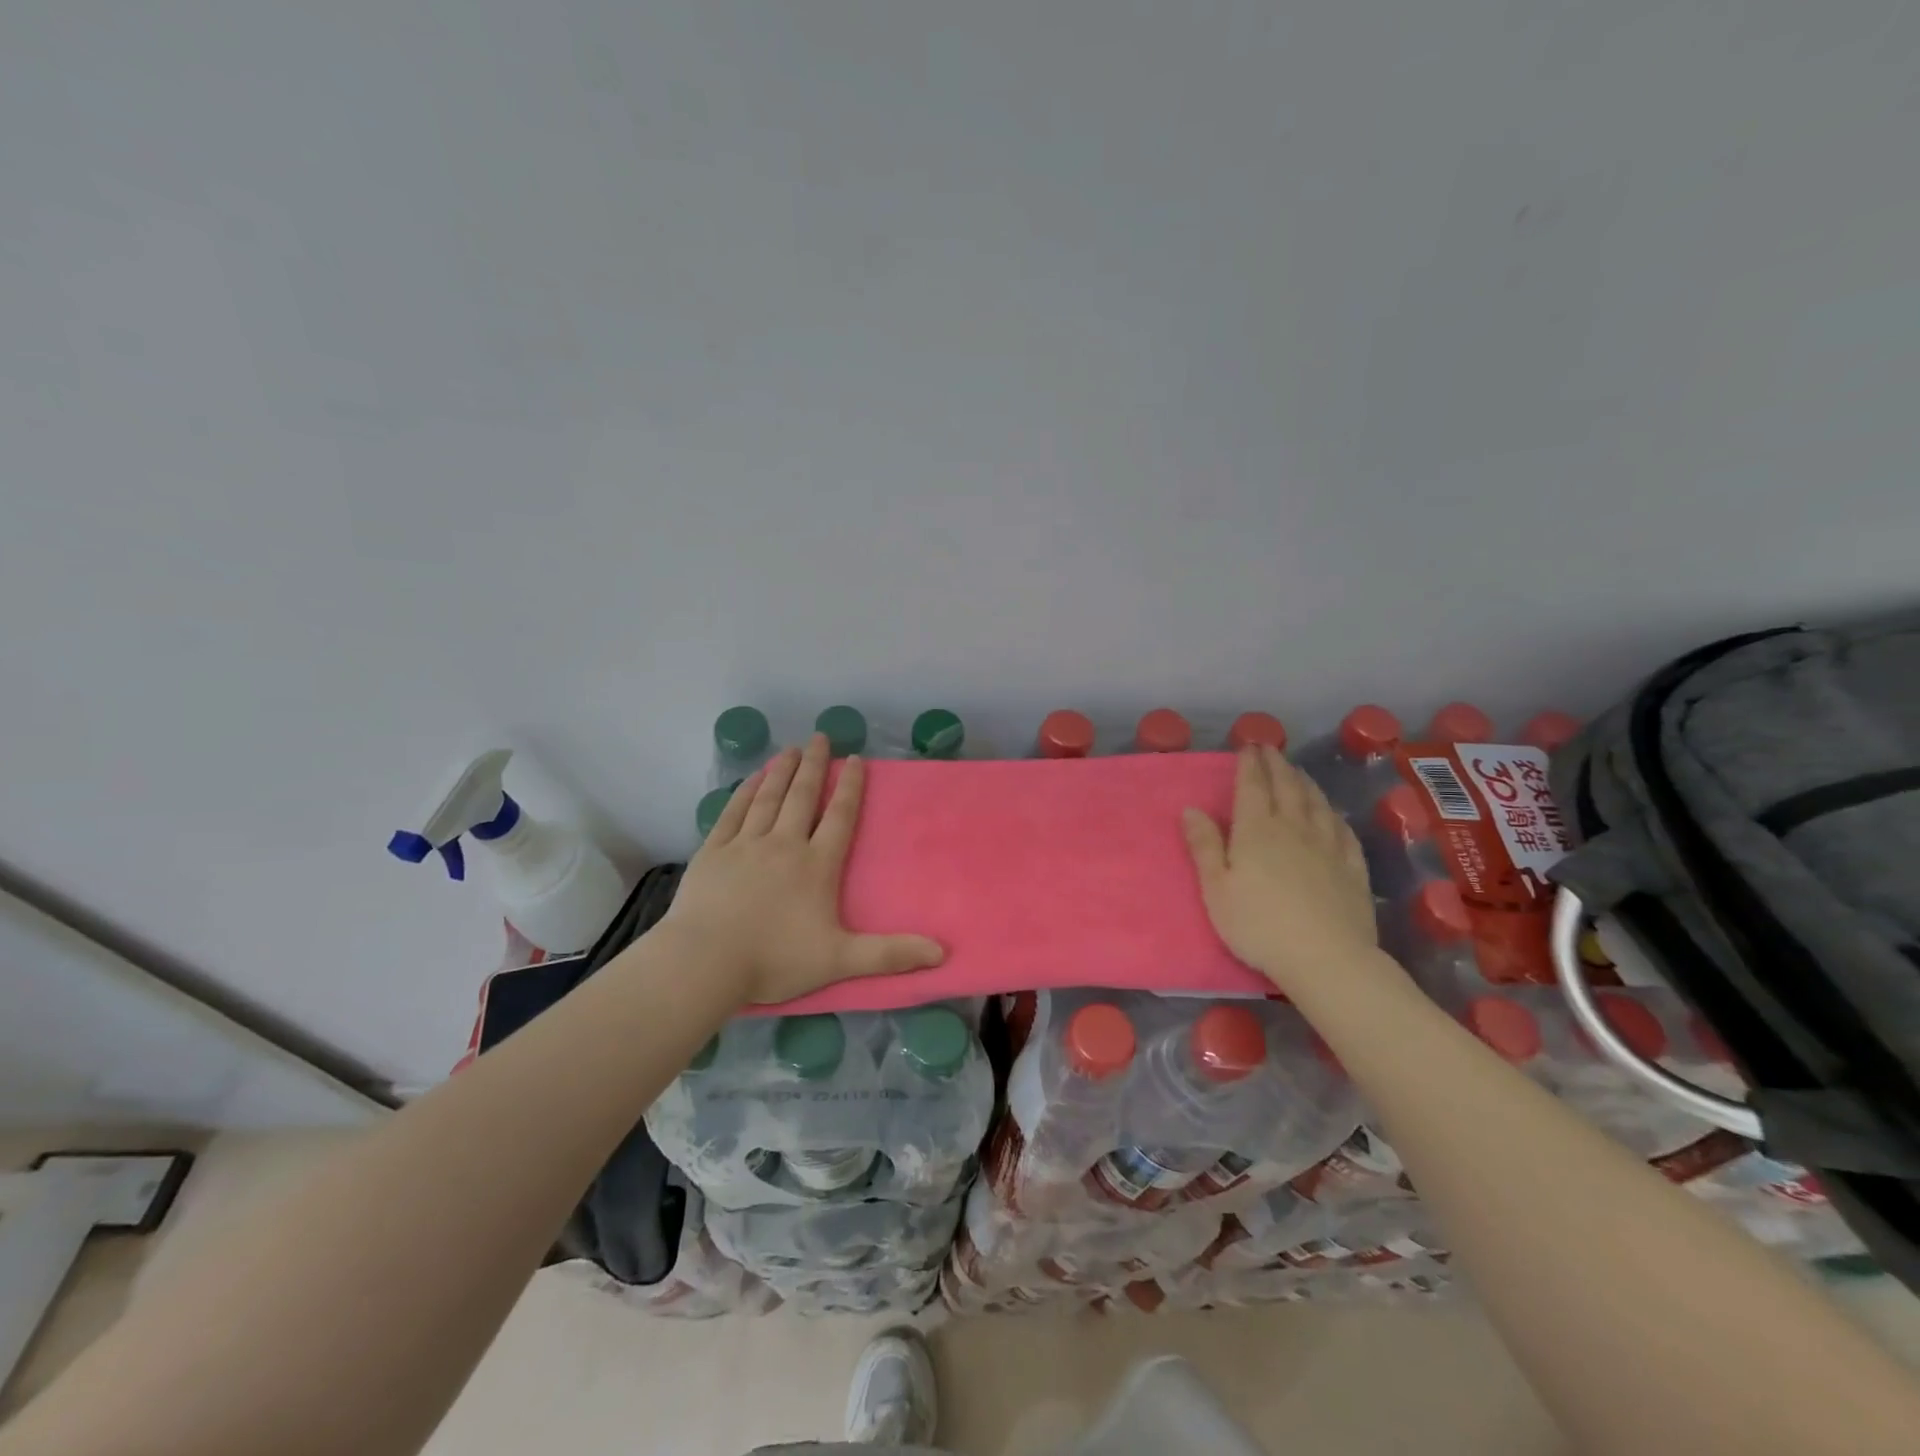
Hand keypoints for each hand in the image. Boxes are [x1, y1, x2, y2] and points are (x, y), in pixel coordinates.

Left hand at [663, 733, 944, 1005]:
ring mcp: (745, 845)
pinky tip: (751, 779)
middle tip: (820, 738)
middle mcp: (784, 845)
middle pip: (803, 797)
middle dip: (814, 765)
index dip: (851, 787)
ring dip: (781, 771)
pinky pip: (732, 813)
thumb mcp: (840, 960)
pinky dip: (744, 792)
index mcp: (816, 865)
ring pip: (768, 798)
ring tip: (790, 749)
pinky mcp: (713, 852)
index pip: (840, 817)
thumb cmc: (775, 960)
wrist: (706, 963)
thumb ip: (890, 954)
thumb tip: (942, 952)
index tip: (856, 759)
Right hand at [1182, 745, 1389, 998]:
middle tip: (1271, 750)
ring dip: (1305, 782)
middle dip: (1277, 765)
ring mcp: (1328, 847)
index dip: (1250, 764)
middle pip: (1287, 788)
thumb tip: (1192, 808)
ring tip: (1298, 772)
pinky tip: (1332, 813)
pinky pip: (1343, 830)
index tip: (1248, 746)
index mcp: (1257, 830)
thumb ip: (1205, 846)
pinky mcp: (1352, 868)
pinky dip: (1333, 813)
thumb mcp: (1217, 889)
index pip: (1253, 786)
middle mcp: (1294, 828)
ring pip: (1316, 803)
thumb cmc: (1259, 925)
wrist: (1327, 958)